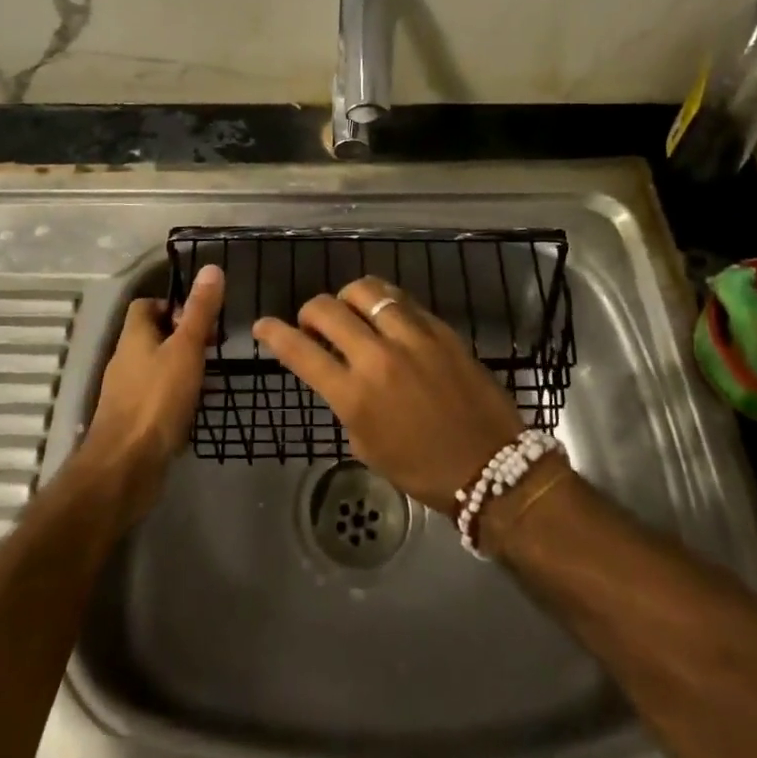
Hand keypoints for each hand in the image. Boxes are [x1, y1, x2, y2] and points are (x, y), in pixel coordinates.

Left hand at [78, 265, 223, 514]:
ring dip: (183, 366)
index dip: (173, 305)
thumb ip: (199, 311)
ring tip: (212, 376)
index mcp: (134, 336)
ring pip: (157, 366)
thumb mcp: (186, 348)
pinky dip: (177, 394)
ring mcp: (127, 392)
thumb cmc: (157, 399)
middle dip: (184, 336)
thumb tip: (211, 268)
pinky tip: (197, 406)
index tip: (201, 317)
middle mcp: (126, 360)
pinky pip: (157, 396)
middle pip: (153, 335)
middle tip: (213, 347)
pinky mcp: (134, 420)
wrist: (126, 466)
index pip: (146, 305)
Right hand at [253, 277, 524, 515]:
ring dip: (346, 298)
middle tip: (314, 325)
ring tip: (351, 312)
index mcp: (355, 395)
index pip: (301, 352)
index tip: (263, 326)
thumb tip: (338, 372)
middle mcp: (378, 357)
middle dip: (309, 312)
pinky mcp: (439, 327)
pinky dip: (382, 302)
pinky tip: (384, 314)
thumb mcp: (367, 445)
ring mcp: (411, 336)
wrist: (492, 465)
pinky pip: (400, 298)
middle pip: (326, 308)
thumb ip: (346, 402)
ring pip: (364, 289)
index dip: (274, 334)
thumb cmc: (423, 468)